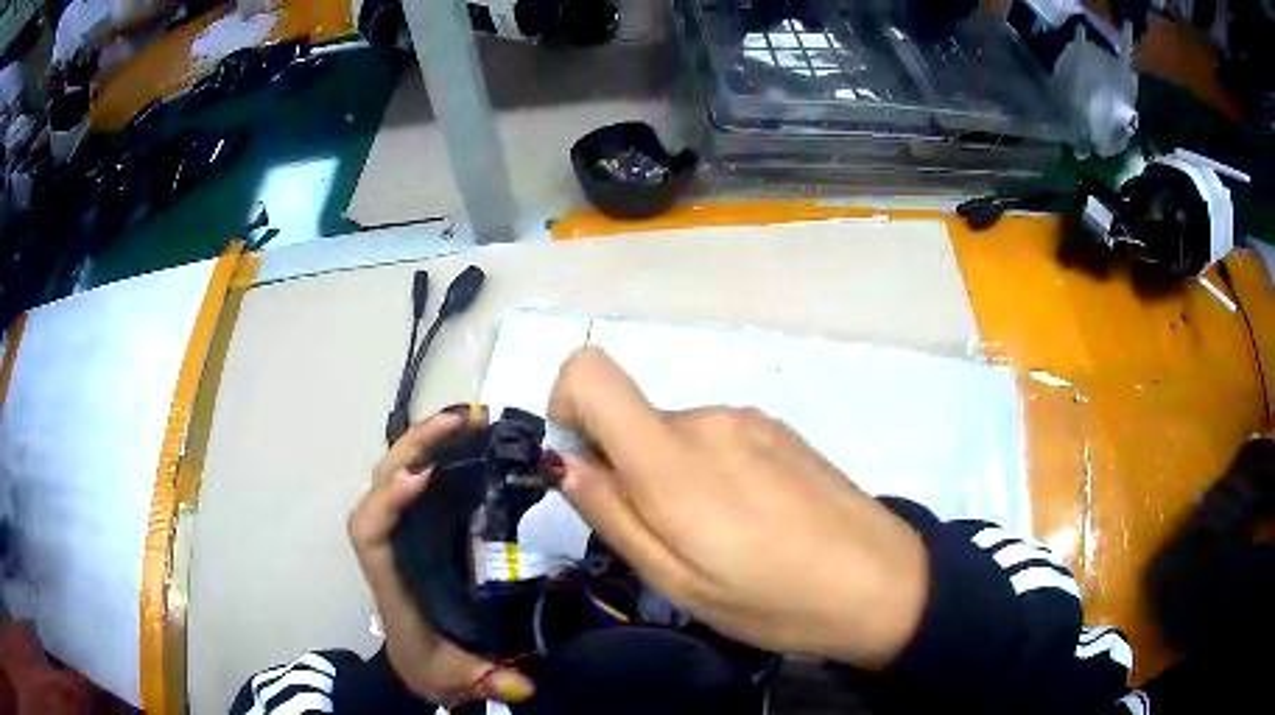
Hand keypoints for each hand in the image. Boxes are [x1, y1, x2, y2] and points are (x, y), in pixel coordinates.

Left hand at [348, 412, 535, 703]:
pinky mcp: (420, 529)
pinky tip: (471, 441)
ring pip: (397, 473)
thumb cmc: (429, 666)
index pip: (369, 531)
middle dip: (416, 446)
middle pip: (381, 483)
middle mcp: (388, 546)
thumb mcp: (458, 679)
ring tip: (471, 417)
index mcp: (389, 581)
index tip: (424, 477)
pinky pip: (420, 482)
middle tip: (465, 419)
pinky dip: (439, 455)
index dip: (387, 501)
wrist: (417, 663)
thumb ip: (487, 682)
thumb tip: (526, 683)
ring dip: (427, 440)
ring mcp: (402, 532)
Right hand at [546, 348, 929, 669]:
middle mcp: (709, 419)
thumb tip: (565, 462)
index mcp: (674, 458)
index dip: (567, 406)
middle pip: (632, 417)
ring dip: (673, 476)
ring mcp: (749, 419)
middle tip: (669, 538)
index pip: (591, 372)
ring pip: (674, 434)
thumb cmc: (774, 599)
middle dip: (627, 470)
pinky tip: (750, 518)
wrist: (881, 582)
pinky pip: (716, 439)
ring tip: (718, 535)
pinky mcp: (778, 428)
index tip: (585, 466)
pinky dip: (710, 472)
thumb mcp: (677, 582)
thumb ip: (612, 514)